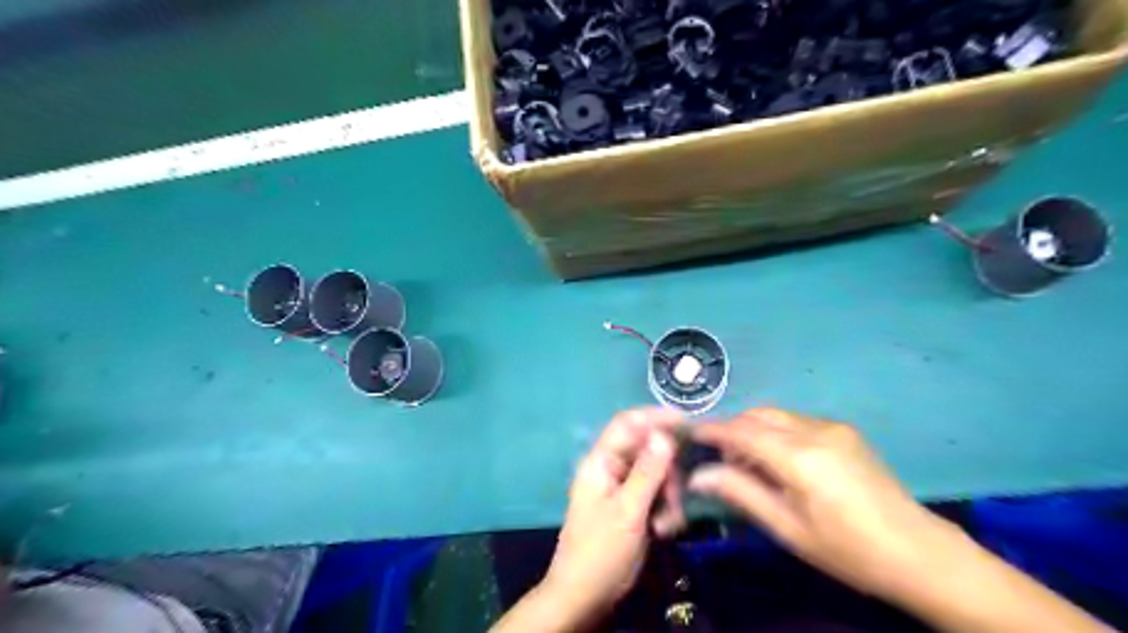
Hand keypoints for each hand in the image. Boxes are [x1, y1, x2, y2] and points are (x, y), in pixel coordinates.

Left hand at [542, 407, 682, 626]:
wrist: (584, 597)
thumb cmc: (600, 551)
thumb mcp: (628, 511)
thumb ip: (647, 472)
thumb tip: (665, 434)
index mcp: (601, 462)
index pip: (627, 423)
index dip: (655, 417)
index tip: (686, 422)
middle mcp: (610, 468)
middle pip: (648, 450)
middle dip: (667, 472)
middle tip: (676, 498)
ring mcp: (621, 488)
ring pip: (656, 474)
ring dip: (668, 496)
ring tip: (668, 524)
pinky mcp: (630, 506)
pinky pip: (655, 494)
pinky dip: (664, 509)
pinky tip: (664, 531)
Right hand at [688, 412, 958, 596]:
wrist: (919, 553)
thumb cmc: (847, 550)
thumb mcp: (787, 527)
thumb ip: (740, 493)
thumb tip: (698, 475)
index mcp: (799, 457)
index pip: (741, 432)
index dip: (712, 431)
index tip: (689, 435)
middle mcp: (814, 430)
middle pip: (757, 416)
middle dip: (732, 430)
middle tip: (721, 461)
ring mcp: (832, 427)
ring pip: (776, 415)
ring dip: (754, 431)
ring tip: (750, 465)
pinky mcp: (844, 431)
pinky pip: (796, 421)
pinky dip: (776, 433)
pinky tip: (779, 462)